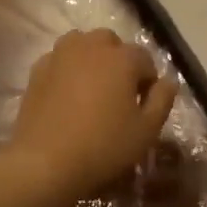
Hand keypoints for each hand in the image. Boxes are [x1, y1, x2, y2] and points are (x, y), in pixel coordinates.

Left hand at [2, 29, 177, 206]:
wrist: (44, 162)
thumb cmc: (103, 146)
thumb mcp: (147, 130)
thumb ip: (163, 100)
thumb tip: (168, 81)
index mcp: (122, 58)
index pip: (145, 59)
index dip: (148, 82)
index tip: (143, 107)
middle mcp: (91, 46)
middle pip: (112, 44)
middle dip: (119, 62)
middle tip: (118, 95)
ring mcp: (60, 55)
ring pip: (83, 44)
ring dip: (92, 59)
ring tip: (92, 89)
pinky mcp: (37, 70)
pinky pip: (60, 59)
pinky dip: (68, 69)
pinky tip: (67, 95)